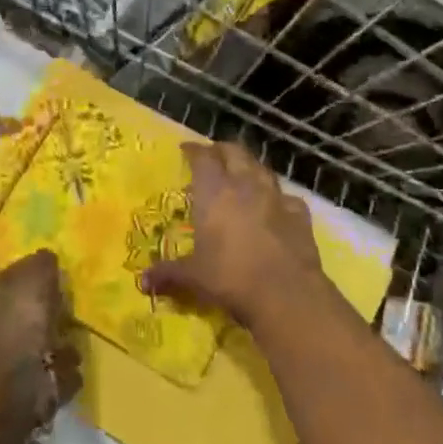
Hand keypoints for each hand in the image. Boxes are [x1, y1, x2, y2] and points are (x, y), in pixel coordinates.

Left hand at [0, 249, 81, 428]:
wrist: (6, 385)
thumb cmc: (17, 321)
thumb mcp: (32, 278)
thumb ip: (41, 265)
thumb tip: (47, 255)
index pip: (16, 282)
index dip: (34, 280)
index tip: (58, 279)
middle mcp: (1, 330)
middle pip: (29, 319)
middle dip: (48, 319)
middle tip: (72, 314)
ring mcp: (12, 366)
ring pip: (40, 351)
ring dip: (58, 350)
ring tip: (78, 346)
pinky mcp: (27, 398)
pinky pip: (51, 381)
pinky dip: (63, 377)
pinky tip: (75, 372)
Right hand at [142, 141, 328, 327]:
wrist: (286, 294)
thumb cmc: (230, 278)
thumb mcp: (193, 277)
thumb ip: (168, 274)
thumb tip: (142, 282)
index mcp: (214, 191)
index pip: (203, 157)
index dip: (194, 150)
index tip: (186, 149)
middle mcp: (245, 185)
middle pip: (235, 152)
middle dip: (222, 150)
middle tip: (213, 156)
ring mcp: (276, 197)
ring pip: (262, 168)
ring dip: (250, 167)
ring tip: (242, 175)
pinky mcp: (300, 215)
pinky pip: (287, 197)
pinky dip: (278, 198)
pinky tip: (275, 207)